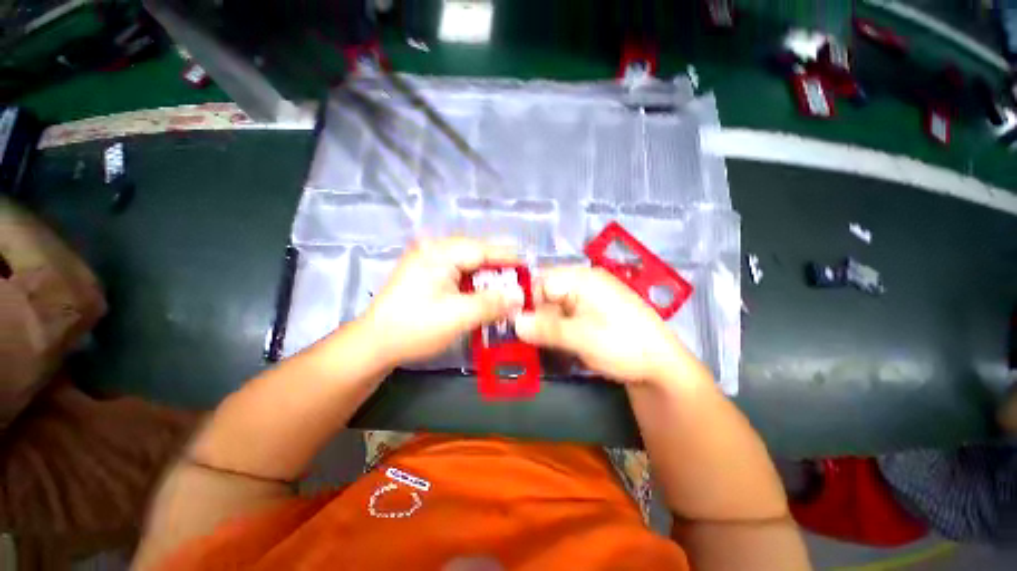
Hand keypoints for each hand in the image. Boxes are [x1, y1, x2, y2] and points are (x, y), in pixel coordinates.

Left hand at [359, 238, 522, 367]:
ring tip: (508, 287)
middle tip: (522, 279)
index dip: (509, 259)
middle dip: (500, 267)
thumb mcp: (458, 317)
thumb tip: (520, 296)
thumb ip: (492, 304)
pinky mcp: (427, 274)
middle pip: (476, 254)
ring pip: (468, 263)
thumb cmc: (415, 328)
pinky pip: (458, 272)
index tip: (530, 267)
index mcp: (439, 253)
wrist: (374, 344)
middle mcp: (434, 250)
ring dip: (488, 276)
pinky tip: (485, 293)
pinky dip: (474, 283)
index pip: (483, 249)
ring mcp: (429, 261)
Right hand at [513, 266, 700, 384]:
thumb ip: (546, 328)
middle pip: (546, 293)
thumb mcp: (581, 337)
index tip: (515, 324)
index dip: (526, 301)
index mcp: (583, 279)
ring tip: (541, 343)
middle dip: (535, 314)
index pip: (542, 280)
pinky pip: (563, 315)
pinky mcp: (590, 313)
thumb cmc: (623, 345)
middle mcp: (584, 283)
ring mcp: (588, 298)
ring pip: (553, 306)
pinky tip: (556, 342)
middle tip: (527, 338)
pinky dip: (555, 328)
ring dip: (544, 324)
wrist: (661, 368)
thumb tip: (514, 323)